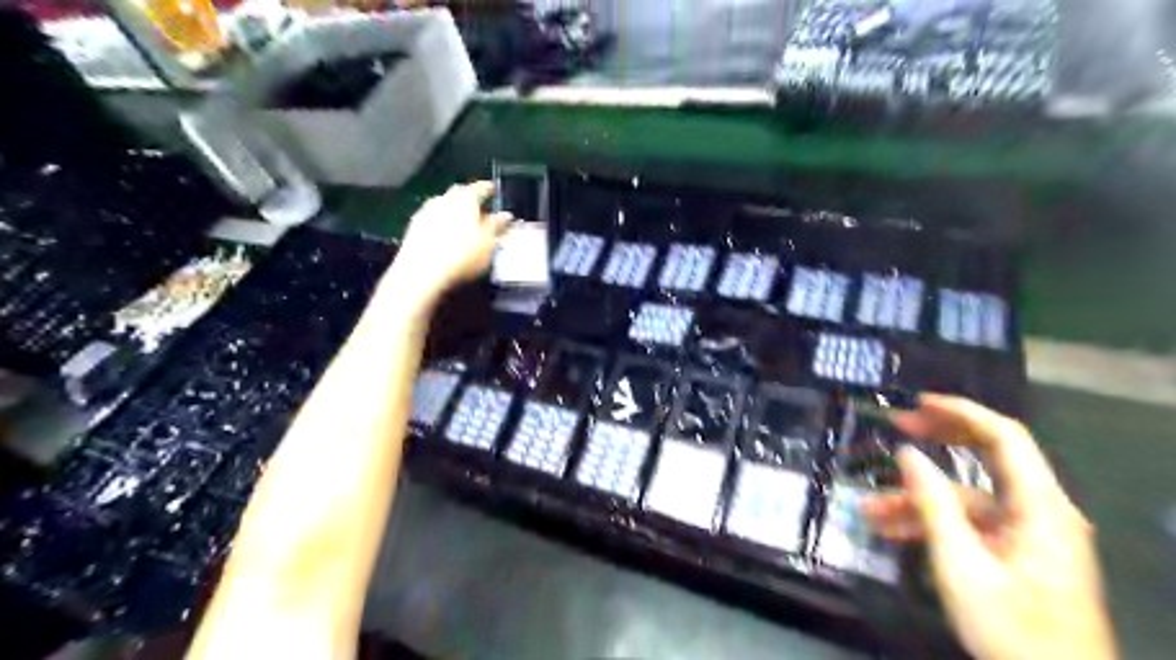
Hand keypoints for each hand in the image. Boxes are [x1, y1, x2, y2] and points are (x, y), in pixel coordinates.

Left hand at [391, 183, 512, 306]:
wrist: (422, 271)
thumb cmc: (462, 256)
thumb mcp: (488, 244)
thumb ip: (497, 226)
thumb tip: (506, 215)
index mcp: (466, 199)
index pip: (480, 187)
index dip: (489, 188)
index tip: (494, 190)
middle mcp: (445, 198)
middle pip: (459, 193)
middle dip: (470, 198)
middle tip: (479, 209)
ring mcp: (427, 210)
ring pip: (444, 204)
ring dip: (454, 210)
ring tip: (463, 224)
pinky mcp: (414, 226)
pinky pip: (433, 217)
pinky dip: (442, 222)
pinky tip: (446, 235)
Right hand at [867, 394, 1113, 657]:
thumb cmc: (1012, 629)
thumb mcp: (961, 564)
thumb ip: (933, 504)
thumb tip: (906, 453)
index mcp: (1041, 508)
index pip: (1005, 437)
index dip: (961, 412)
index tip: (917, 402)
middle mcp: (1040, 511)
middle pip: (990, 456)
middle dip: (938, 439)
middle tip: (896, 424)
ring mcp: (1028, 532)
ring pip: (968, 498)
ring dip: (919, 497)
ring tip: (869, 507)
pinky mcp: (1015, 551)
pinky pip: (970, 523)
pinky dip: (932, 522)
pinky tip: (891, 530)